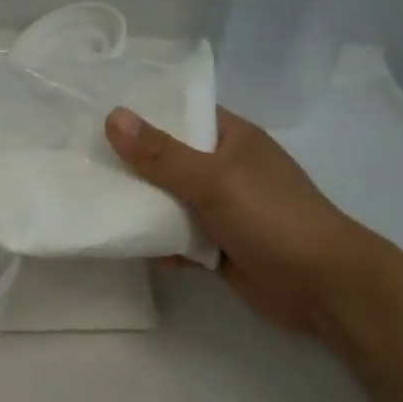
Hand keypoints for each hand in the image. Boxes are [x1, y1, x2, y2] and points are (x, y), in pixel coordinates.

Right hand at [105, 105, 379, 337]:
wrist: (323, 288)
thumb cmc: (273, 218)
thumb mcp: (214, 179)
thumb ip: (161, 154)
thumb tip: (113, 117)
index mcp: (232, 139)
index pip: (181, 113)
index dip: (141, 113)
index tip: (94, 114)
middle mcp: (224, 169)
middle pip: (167, 160)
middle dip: (130, 165)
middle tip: (79, 162)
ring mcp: (221, 210)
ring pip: (168, 202)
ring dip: (140, 207)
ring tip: (91, 202)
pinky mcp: (217, 246)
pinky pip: (176, 238)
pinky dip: (157, 243)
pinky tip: (129, 246)